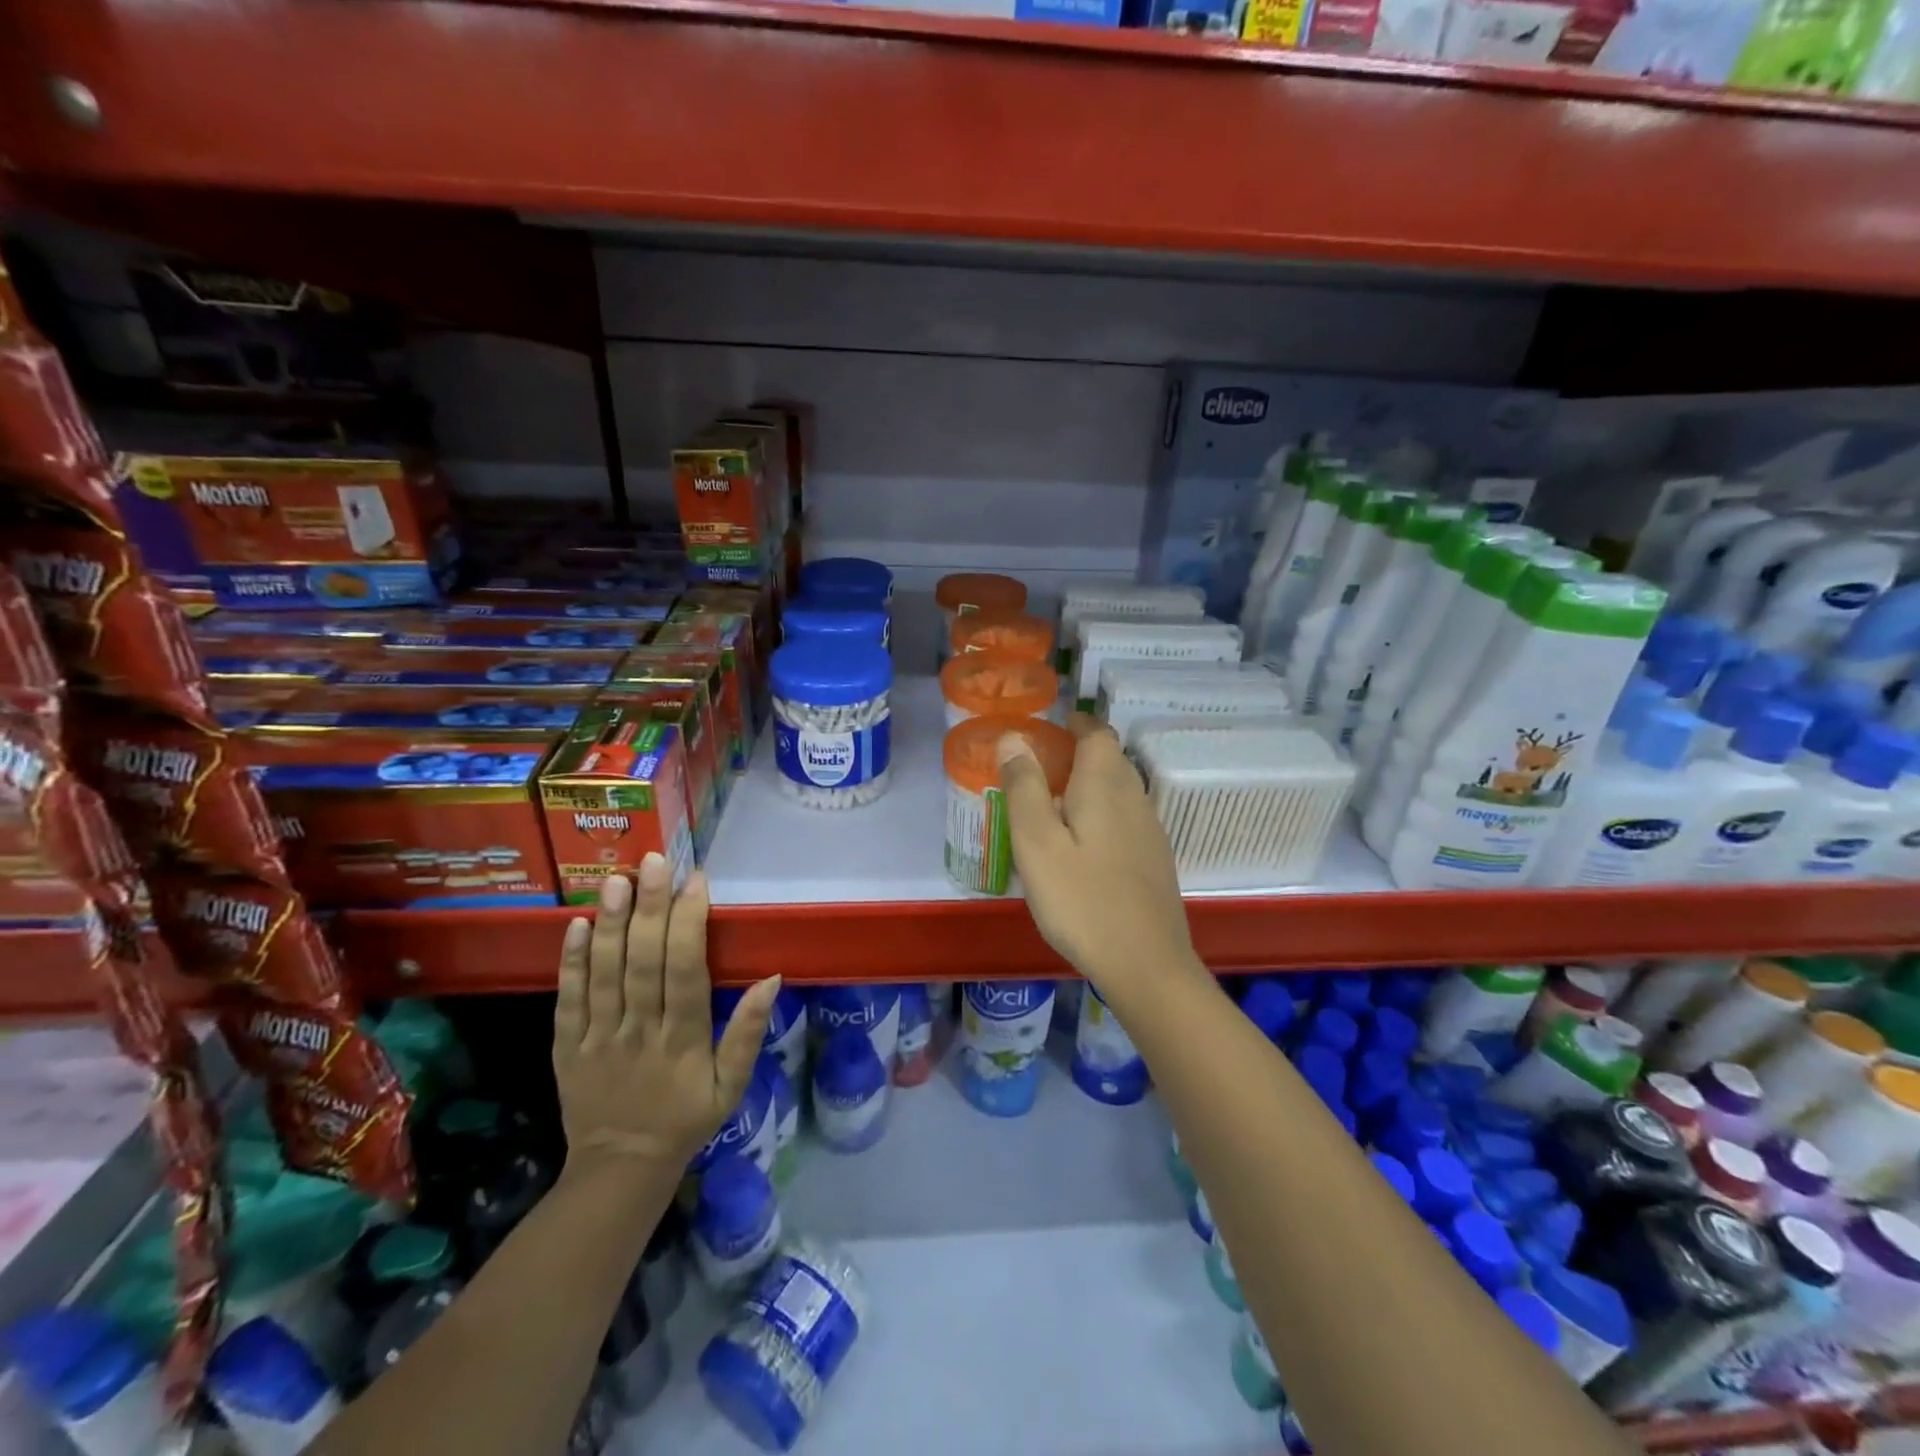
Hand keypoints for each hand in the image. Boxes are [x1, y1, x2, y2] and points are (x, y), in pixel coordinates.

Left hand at [553, 854, 778, 1178]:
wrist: (620, 1169)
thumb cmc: (686, 1118)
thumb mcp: (732, 1085)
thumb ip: (748, 1031)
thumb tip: (772, 978)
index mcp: (684, 1038)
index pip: (686, 970)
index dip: (690, 923)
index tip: (696, 880)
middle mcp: (640, 1030)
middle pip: (644, 962)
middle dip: (650, 907)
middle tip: (653, 861)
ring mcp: (599, 1038)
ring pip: (604, 973)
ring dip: (609, 924)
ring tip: (614, 880)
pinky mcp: (567, 1047)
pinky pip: (567, 1000)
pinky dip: (571, 962)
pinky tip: (575, 925)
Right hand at [997, 714, 1202, 992]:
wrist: (1146, 964)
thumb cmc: (1082, 900)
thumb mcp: (1037, 843)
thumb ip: (1024, 788)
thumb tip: (1013, 738)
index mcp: (1105, 785)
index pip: (1097, 733)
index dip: (1076, 723)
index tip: (1050, 727)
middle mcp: (1134, 798)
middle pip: (1112, 759)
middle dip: (1080, 752)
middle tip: (1042, 767)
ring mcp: (1150, 831)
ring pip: (1121, 789)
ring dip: (1092, 784)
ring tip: (1056, 805)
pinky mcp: (1154, 860)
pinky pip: (1127, 818)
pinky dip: (1103, 813)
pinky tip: (1084, 845)